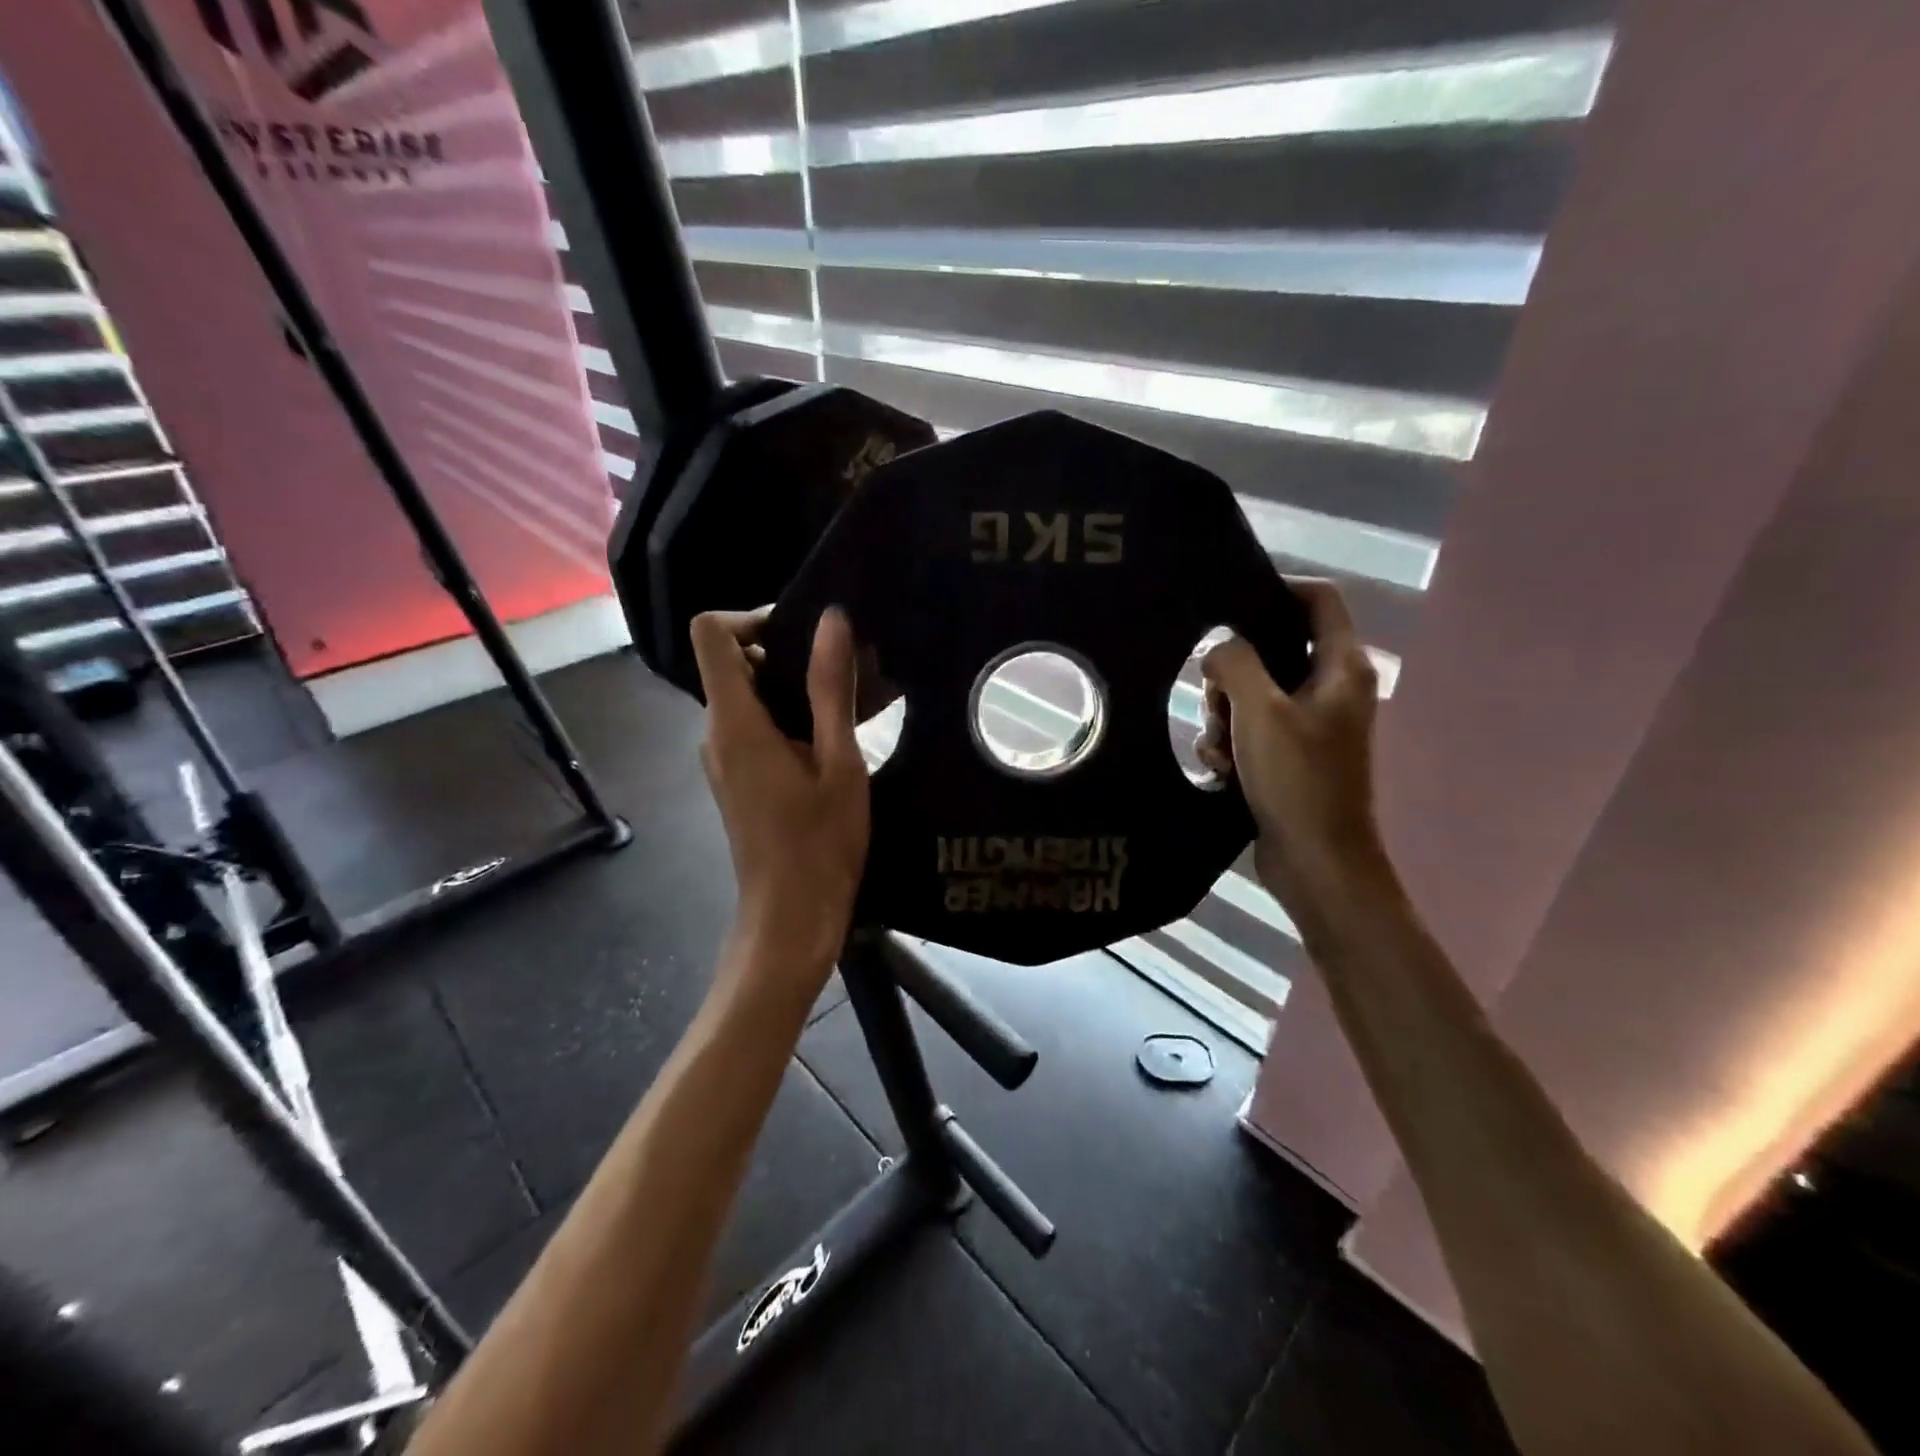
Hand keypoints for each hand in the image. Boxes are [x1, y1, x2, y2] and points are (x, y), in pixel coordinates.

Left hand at [690, 607, 870, 978]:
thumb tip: (832, 620)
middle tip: (847, 667)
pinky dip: (790, 718)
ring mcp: (723, 758)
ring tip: (853, 700)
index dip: (752, 618)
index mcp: (736, 722)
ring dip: (795, 688)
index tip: (805, 636)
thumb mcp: (839, 762)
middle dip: (787, 653)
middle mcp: (717, 733)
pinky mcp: (737, 779)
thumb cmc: (820, 844)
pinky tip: (836, 738)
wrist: (791, 918)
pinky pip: (755, 728)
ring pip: (748, 696)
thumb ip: (832, 689)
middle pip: (734, 663)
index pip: (711, 634)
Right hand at [1198, 579, 1394, 934]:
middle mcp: (1331, 689)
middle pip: (1273, 649)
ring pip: (1253, 693)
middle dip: (1232, 672)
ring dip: (1224, 715)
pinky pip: (1251, 729)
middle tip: (1214, 696)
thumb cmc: (1297, 779)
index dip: (1277, 589)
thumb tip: (1218, 649)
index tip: (1228, 603)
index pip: (1319, 600)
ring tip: (1218, 746)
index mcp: (1341, 668)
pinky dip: (1231, 743)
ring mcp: (1311, 724)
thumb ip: (1235, 663)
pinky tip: (1220, 768)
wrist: (1316, 860)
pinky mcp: (1290, 755)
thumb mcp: (1259, 711)